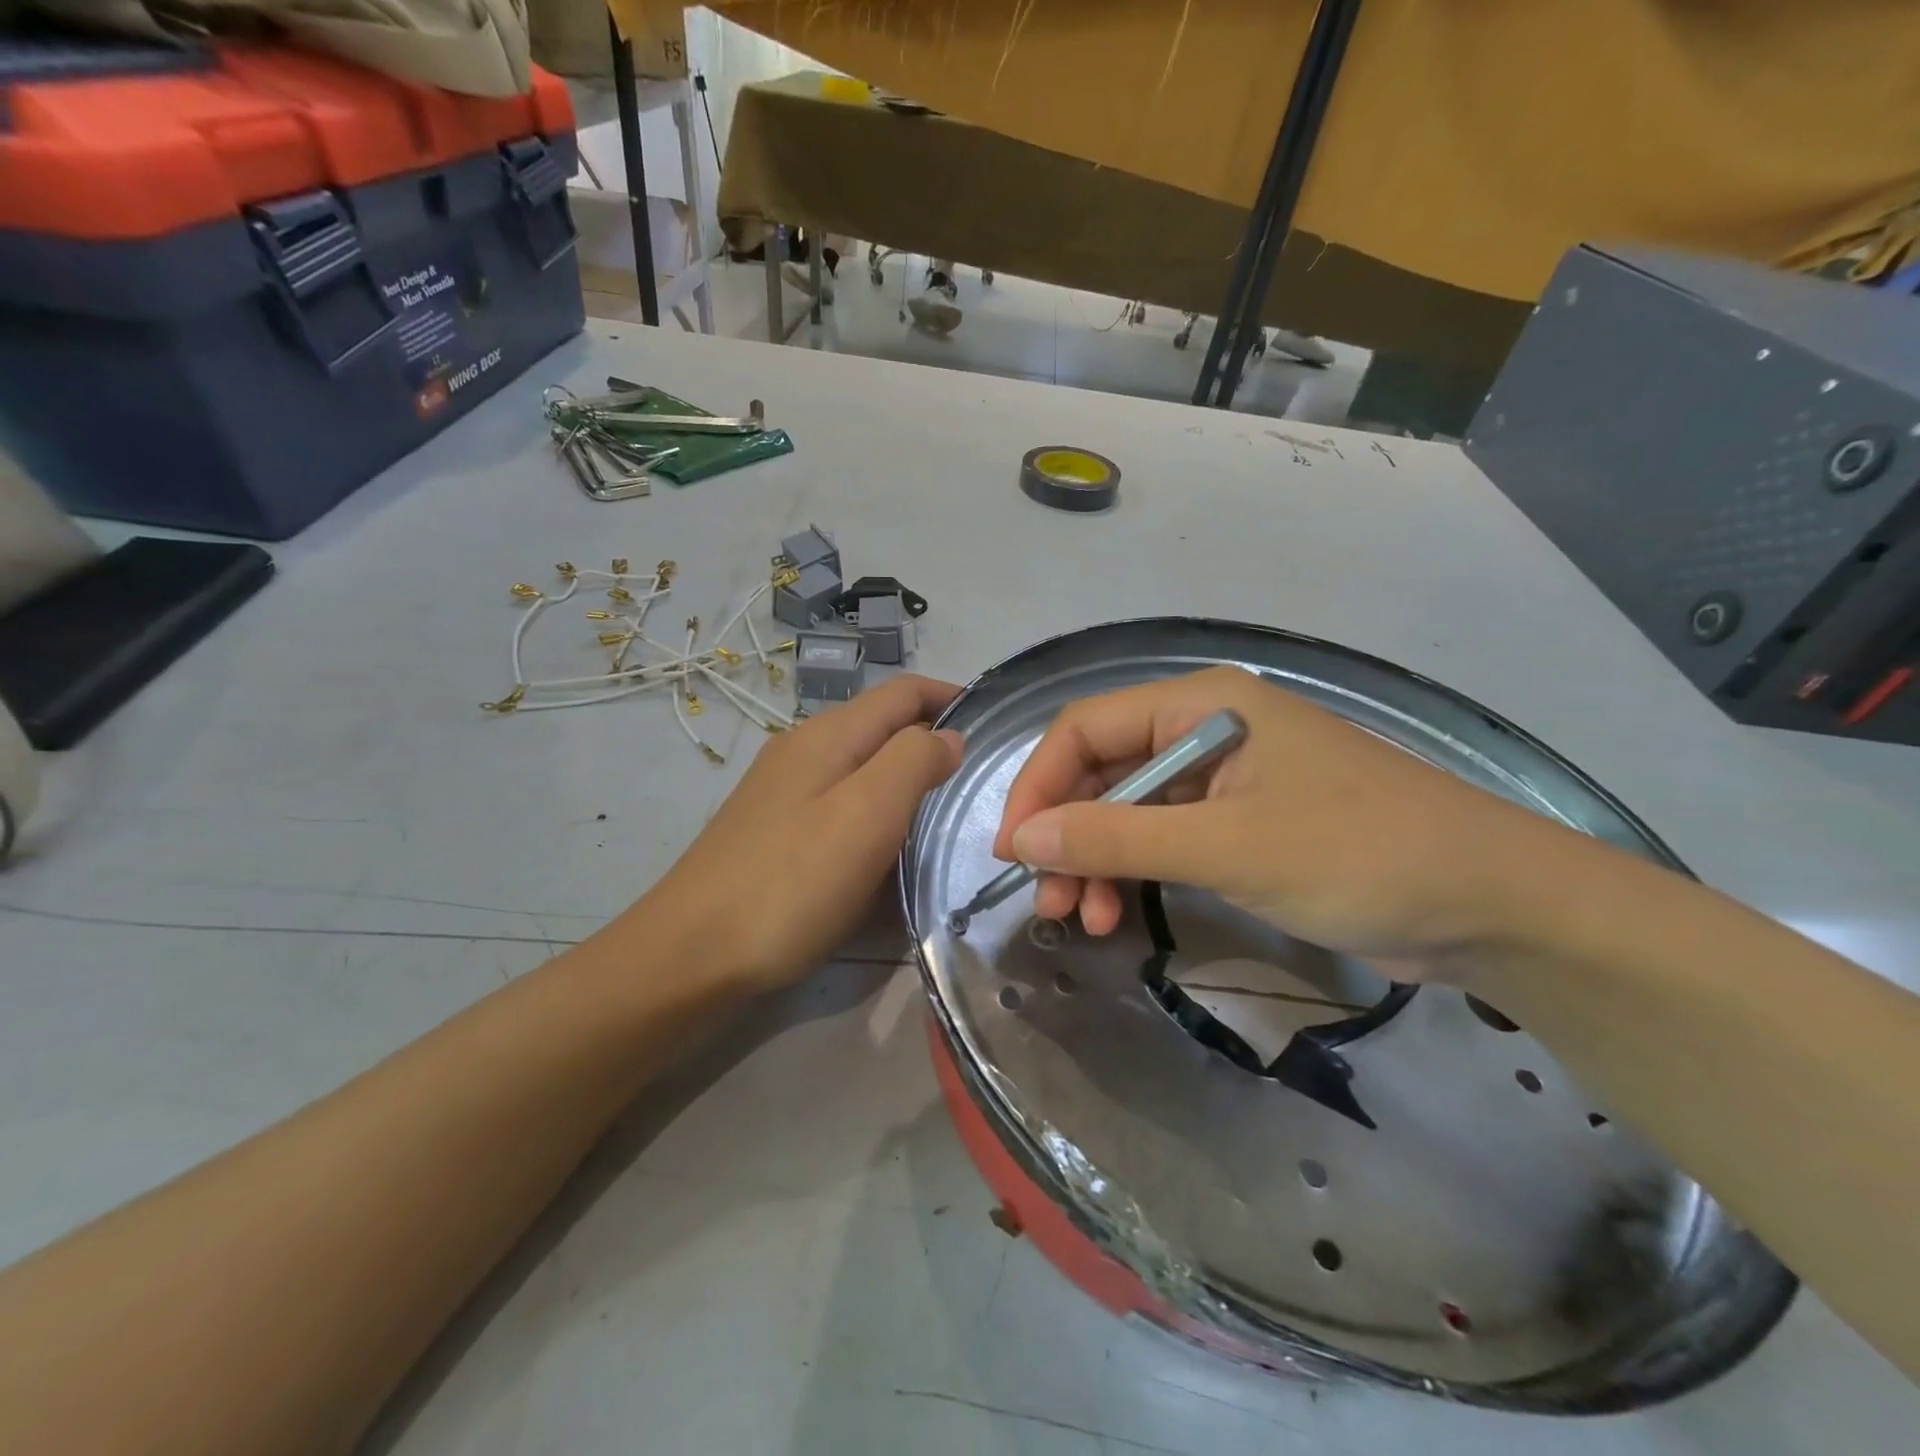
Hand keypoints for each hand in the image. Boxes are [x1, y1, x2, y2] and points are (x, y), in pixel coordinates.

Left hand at [633, 674, 961, 991]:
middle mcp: (803, 751)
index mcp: (828, 736)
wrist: (691, 956)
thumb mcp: (866, 814)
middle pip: (882, 727)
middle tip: (977, 783)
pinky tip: (886, 850)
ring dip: (905, 780)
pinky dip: (876, 814)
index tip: (994, 724)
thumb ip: (913, 762)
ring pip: (861, 767)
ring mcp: (783, 792)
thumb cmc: (790, 883)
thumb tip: (948, 737)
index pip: (902, 692)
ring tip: (942, 816)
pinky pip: (841, 805)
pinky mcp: (774, 832)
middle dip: (932, 741)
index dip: (950, 697)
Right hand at [993, 666, 1565, 966]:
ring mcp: (1225, 777)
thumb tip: (1022, 839)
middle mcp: (1204, 728)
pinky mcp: (1243, 822)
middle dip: (1068, 835)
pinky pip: (1165, 838)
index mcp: (1201, 703)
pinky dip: (1136, 874)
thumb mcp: (1225, 846)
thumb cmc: (1357, 854)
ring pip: (1129, 810)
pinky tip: (1123, 915)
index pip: (1086, 729)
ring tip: (1085, 922)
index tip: (1012, 852)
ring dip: (1098, 861)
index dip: (1039, 786)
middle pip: (1103, 771)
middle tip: (1049, 904)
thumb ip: (1117, 836)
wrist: (1492, 906)